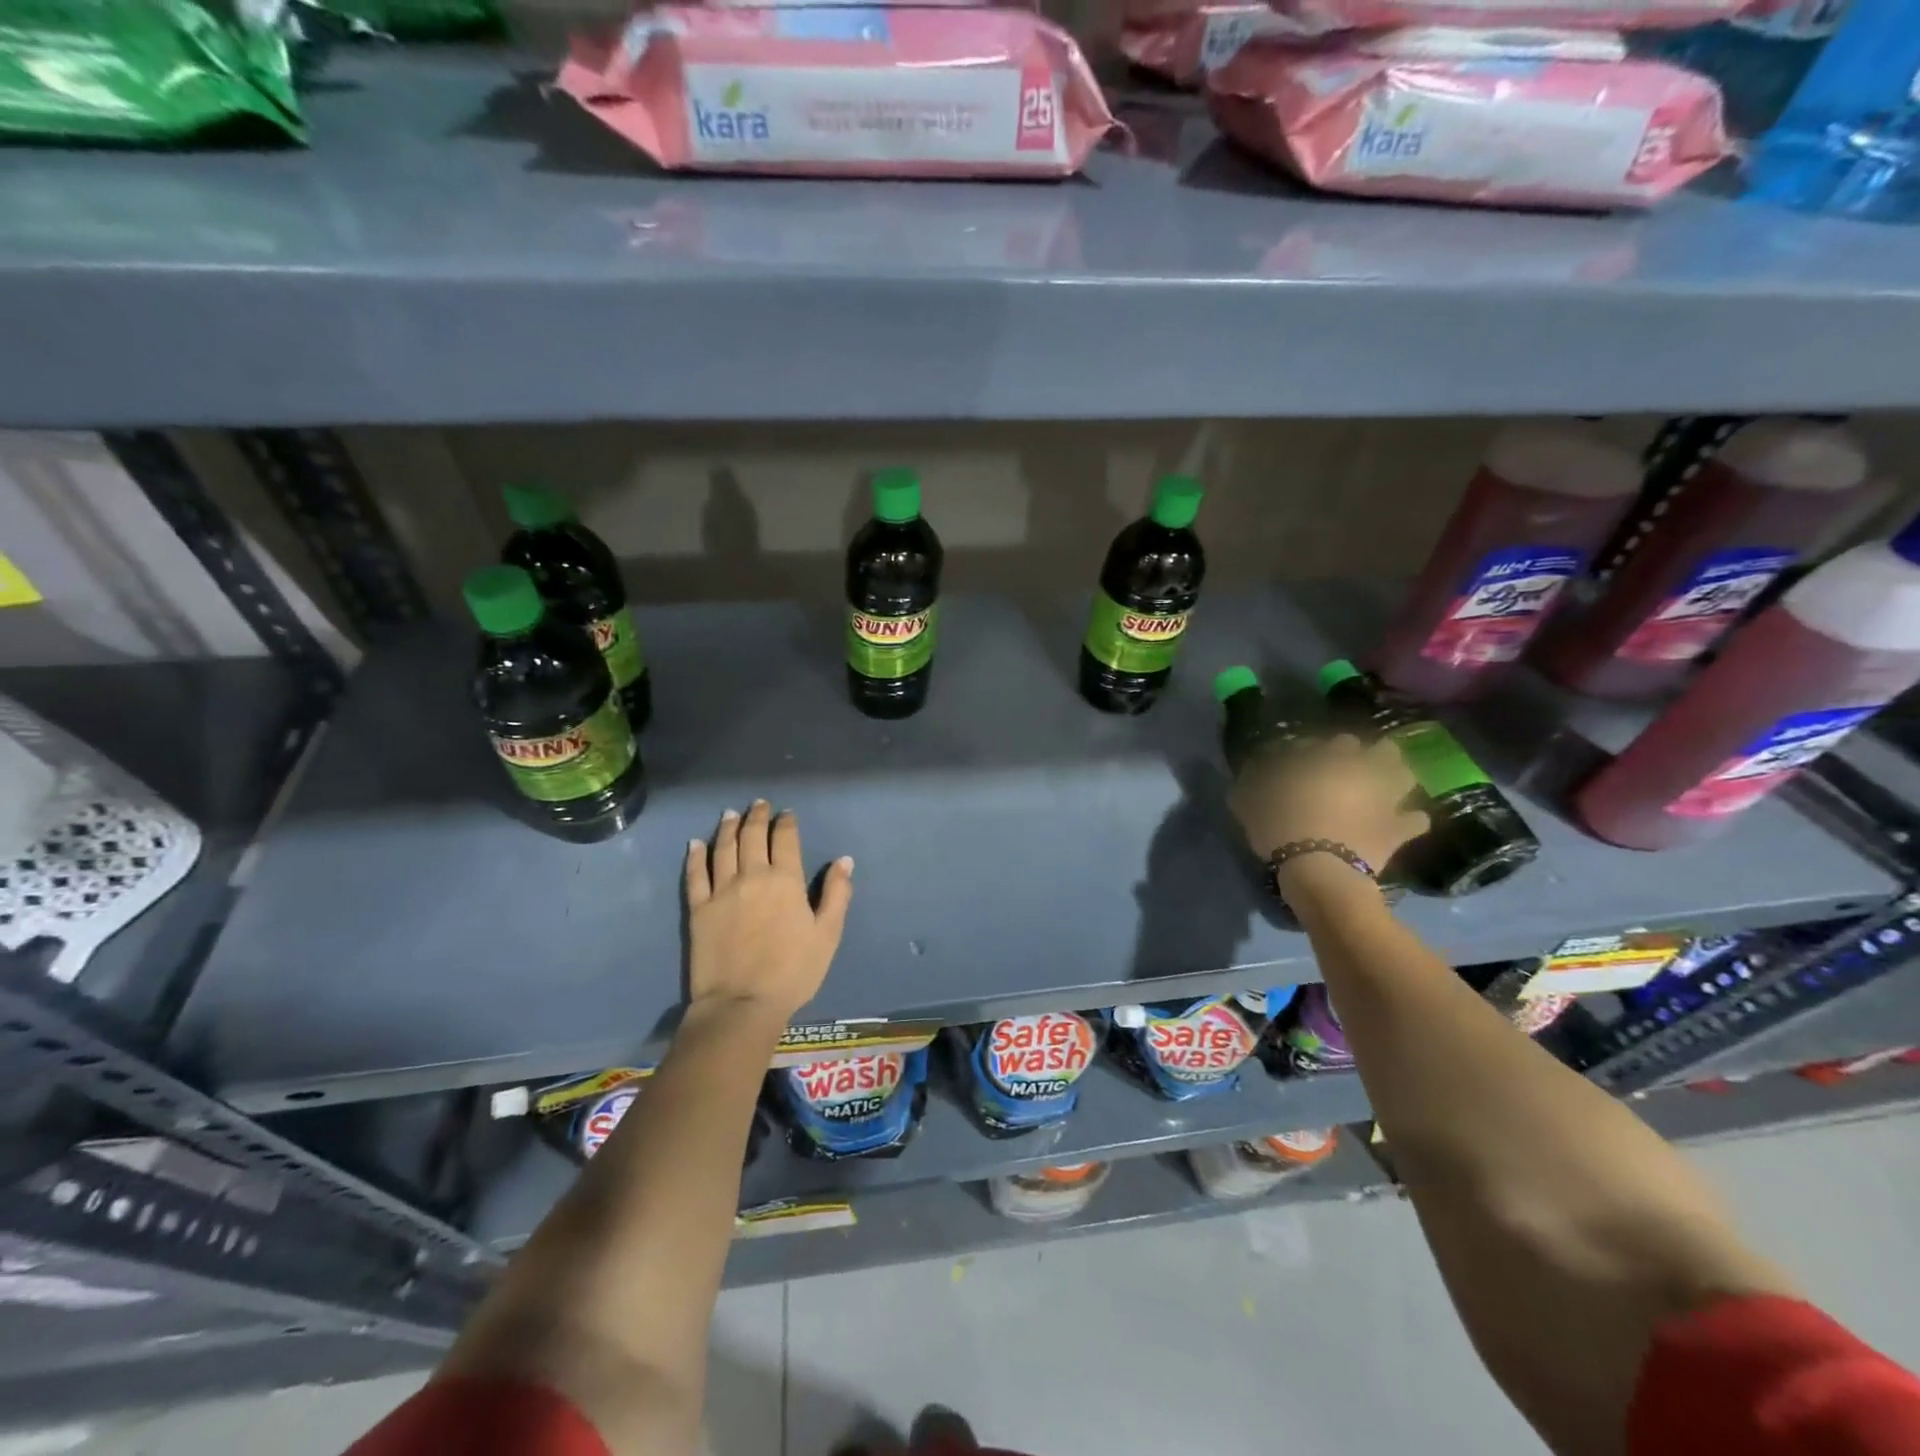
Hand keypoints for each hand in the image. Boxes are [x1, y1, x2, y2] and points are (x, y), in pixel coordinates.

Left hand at [685, 801, 853, 1023]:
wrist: (742, 1003)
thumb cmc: (793, 971)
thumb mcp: (827, 934)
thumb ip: (837, 894)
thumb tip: (844, 860)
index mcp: (786, 880)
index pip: (785, 840)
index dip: (786, 823)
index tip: (787, 814)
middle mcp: (752, 876)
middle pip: (752, 836)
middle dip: (757, 816)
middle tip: (759, 804)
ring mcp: (721, 891)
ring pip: (723, 848)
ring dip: (727, 827)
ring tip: (730, 814)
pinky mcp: (698, 909)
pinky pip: (695, 875)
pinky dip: (696, 856)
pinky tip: (696, 844)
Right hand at [1228, 734, 1428, 873]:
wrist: (1317, 870)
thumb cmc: (1280, 827)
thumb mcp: (1249, 801)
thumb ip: (1251, 781)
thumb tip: (1250, 769)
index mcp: (1330, 758)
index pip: (1336, 741)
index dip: (1326, 749)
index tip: (1311, 761)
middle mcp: (1364, 770)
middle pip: (1382, 750)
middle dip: (1372, 756)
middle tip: (1354, 770)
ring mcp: (1387, 799)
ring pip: (1405, 776)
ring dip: (1396, 779)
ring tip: (1383, 789)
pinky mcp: (1399, 830)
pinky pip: (1416, 820)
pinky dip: (1411, 819)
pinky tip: (1402, 823)